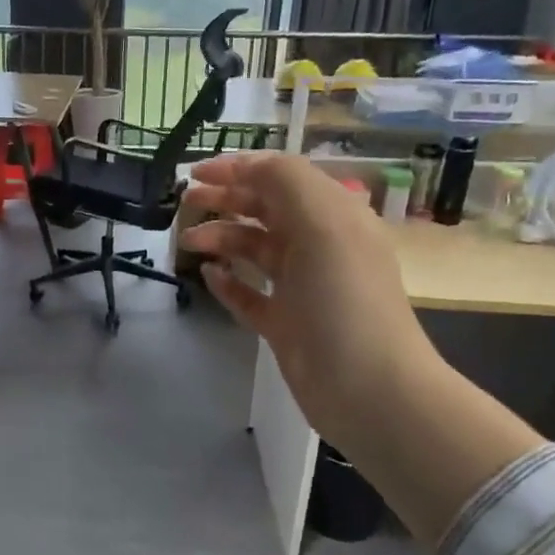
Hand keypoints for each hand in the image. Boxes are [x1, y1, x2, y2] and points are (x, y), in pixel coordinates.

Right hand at [180, 153, 435, 437]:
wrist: (368, 388)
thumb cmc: (344, 299)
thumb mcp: (322, 225)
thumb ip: (285, 182)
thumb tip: (247, 167)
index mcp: (334, 216)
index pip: (281, 178)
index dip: (239, 169)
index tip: (195, 173)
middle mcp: (319, 246)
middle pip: (265, 211)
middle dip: (225, 200)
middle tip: (186, 204)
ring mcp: (302, 287)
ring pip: (254, 250)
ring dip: (221, 239)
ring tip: (188, 244)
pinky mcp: (286, 323)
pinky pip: (250, 294)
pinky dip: (228, 283)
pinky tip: (208, 277)